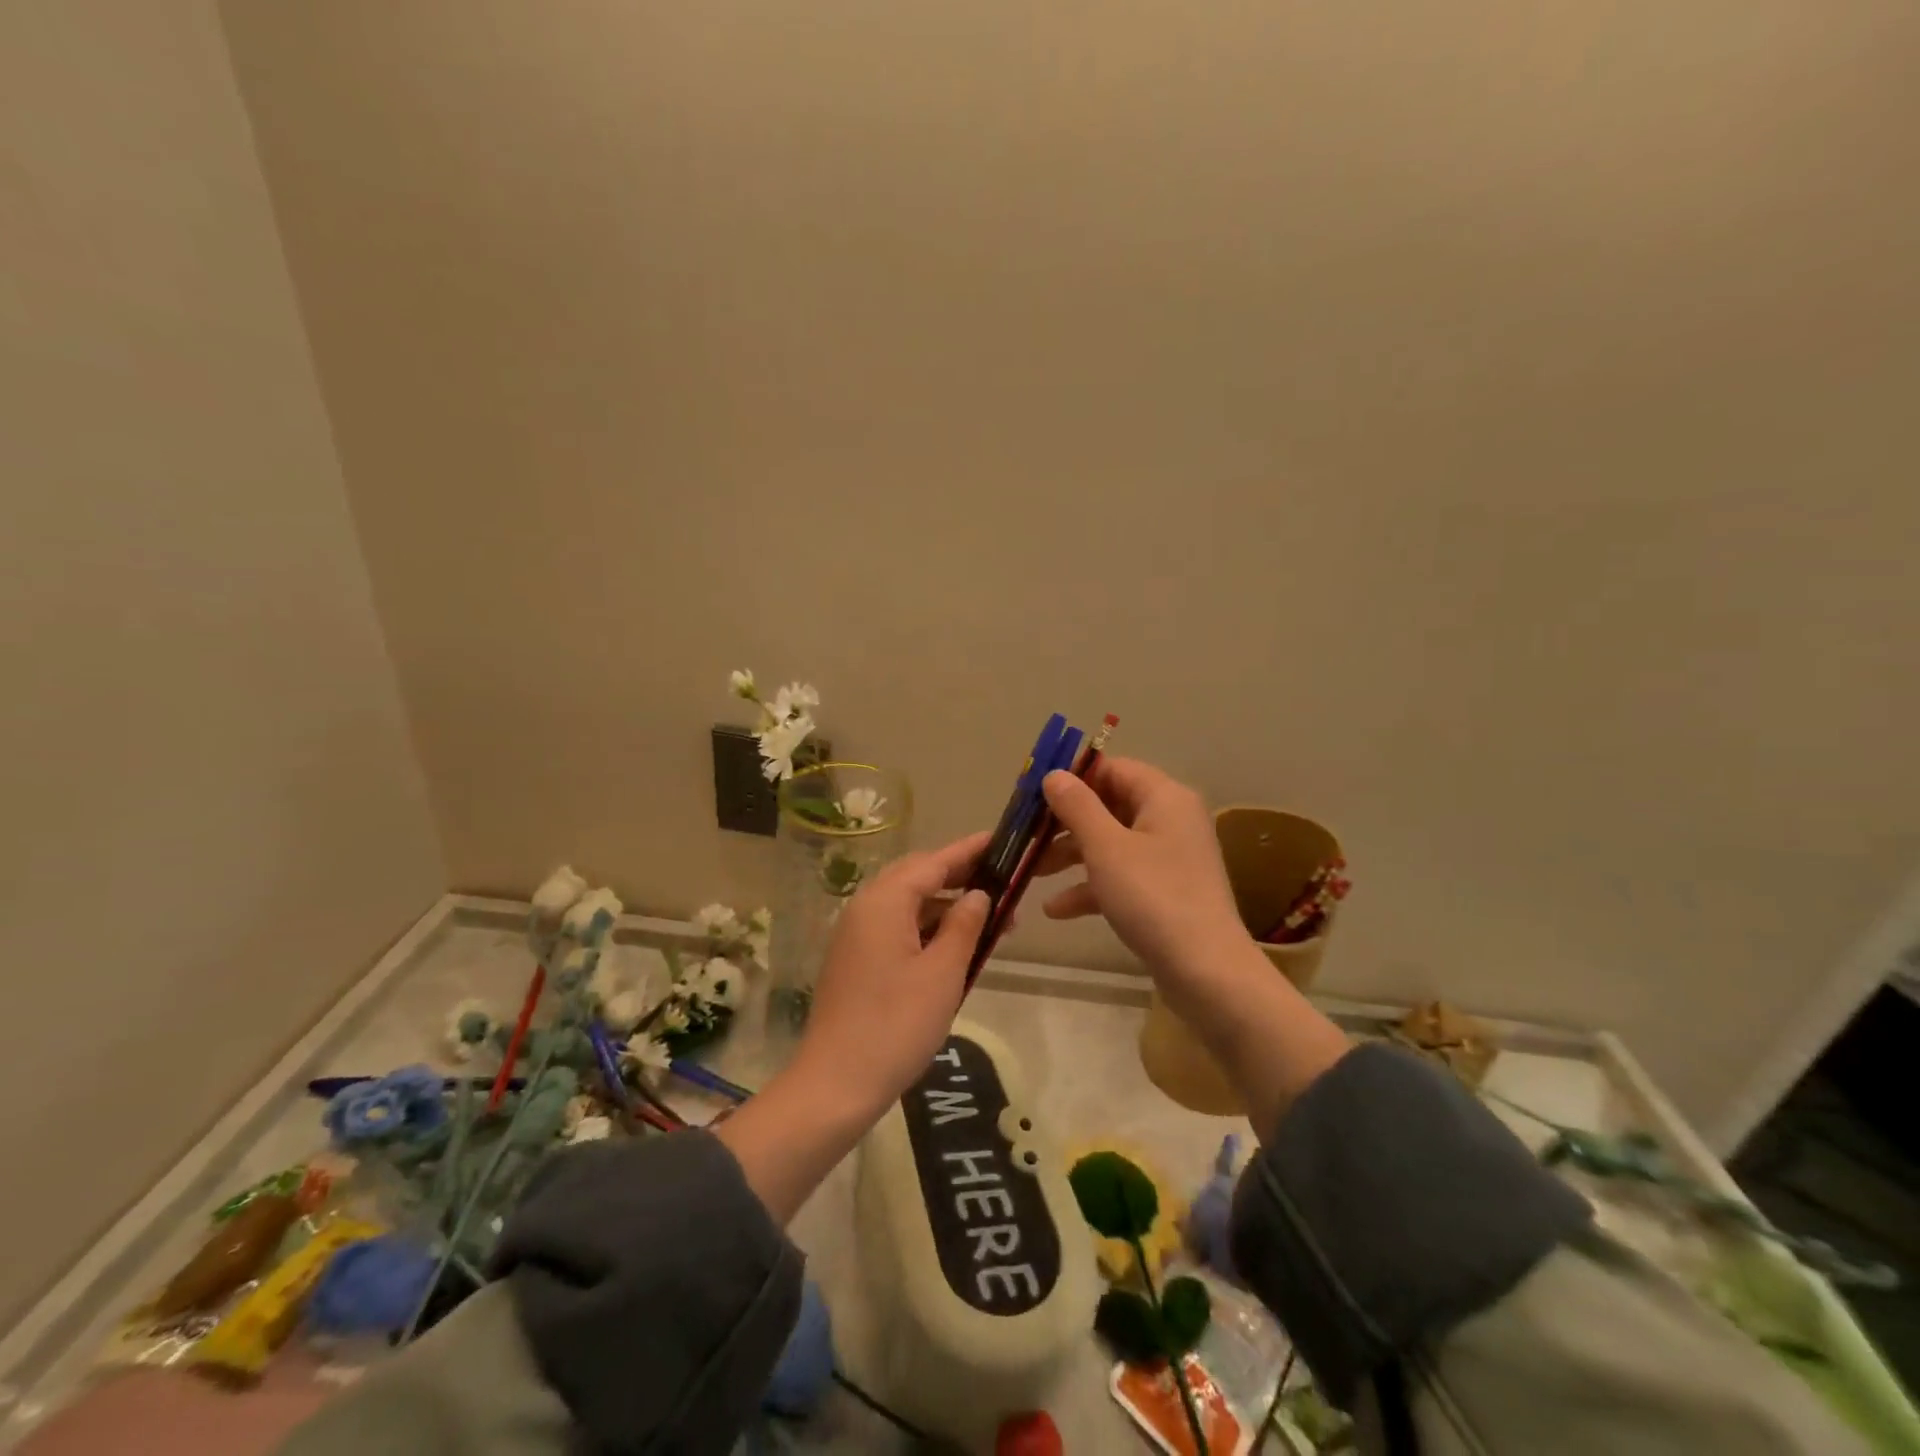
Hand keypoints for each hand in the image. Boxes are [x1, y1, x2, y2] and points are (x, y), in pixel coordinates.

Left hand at [792, 832, 992, 1115]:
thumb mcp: (943, 973)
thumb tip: (978, 894)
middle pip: (917, 876)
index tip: (1000, 840)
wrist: (835, 1084)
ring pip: (907, 903)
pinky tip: (954, 944)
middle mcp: (865, 908)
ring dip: (945, 905)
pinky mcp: (855, 959)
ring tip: (989, 918)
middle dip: (959, 875)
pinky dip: (926, 927)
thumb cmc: (896, 1024)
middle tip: (1000, 879)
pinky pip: (896, 926)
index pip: (934, 862)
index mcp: (884, 902)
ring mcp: (855, 934)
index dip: (969, 850)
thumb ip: (963, 925)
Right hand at [1037, 757, 1351, 1135]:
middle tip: (1026, 835)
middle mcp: (1170, 820)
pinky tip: (1056, 909)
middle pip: (1109, 806)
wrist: (1207, 973)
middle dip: (1065, 822)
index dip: (1073, 777)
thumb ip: (1077, 806)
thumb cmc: (1153, 898)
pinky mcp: (1165, 892)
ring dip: (1071, 856)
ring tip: (1031, 872)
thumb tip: (1054, 775)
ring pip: (1111, 843)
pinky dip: (1090, 887)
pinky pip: (1121, 876)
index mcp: (1164, 798)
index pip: (1113, 769)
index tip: (1034, 793)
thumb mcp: (1105, 847)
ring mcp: (1169, 859)